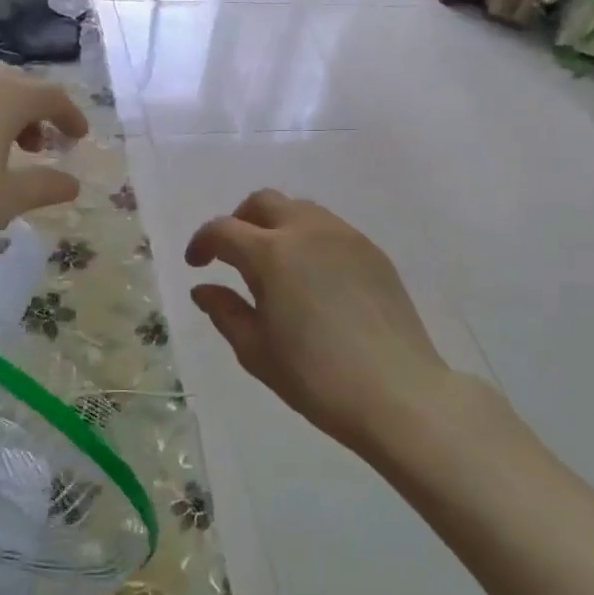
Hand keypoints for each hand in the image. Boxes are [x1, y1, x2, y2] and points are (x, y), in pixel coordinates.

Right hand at [185, 190, 451, 456]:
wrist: (397, 393)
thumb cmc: (315, 377)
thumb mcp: (256, 350)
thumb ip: (225, 311)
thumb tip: (204, 288)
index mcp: (272, 253)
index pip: (224, 229)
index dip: (202, 242)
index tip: (196, 264)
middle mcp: (308, 230)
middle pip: (264, 202)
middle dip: (239, 220)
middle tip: (232, 255)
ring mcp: (346, 237)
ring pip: (301, 209)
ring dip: (276, 225)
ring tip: (274, 266)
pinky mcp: (373, 252)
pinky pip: (330, 229)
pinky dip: (308, 239)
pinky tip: (312, 278)